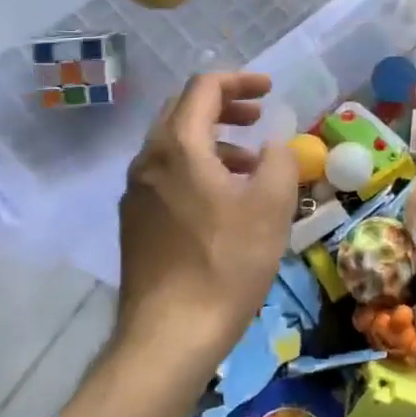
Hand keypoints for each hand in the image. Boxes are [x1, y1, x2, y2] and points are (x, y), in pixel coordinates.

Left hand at [115, 72, 298, 367]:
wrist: (169, 336)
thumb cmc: (226, 263)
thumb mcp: (271, 206)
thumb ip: (280, 160)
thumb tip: (275, 144)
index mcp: (179, 146)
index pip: (204, 88)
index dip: (240, 80)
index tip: (270, 90)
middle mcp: (148, 160)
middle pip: (183, 110)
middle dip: (224, 105)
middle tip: (259, 116)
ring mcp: (136, 192)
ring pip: (174, 144)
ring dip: (214, 139)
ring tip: (251, 163)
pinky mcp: (135, 221)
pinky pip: (167, 173)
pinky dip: (198, 166)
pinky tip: (225, 199)